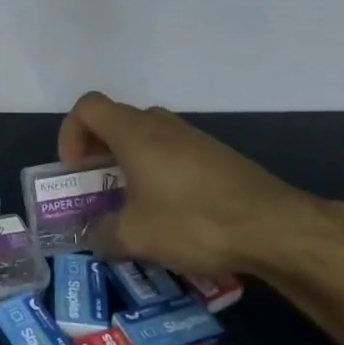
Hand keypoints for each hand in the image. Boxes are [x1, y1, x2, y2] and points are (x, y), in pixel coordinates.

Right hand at [55, 91, 343, 277]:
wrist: (273, 225)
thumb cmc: (193, 220)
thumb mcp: (136, 237)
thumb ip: (104, 235)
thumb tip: (96, 237)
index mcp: (134, 133)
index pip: (88, 107)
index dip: (71, 133)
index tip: (76, 170)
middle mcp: (161, 124)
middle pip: (116, 120)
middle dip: (98, 151)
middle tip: (98, 188)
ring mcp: (192, 137)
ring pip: (146, 137)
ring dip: (129, 163)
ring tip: (132, 205)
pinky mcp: (215, 155)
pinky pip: (172, 152)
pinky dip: (158, 172)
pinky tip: (170, 212)